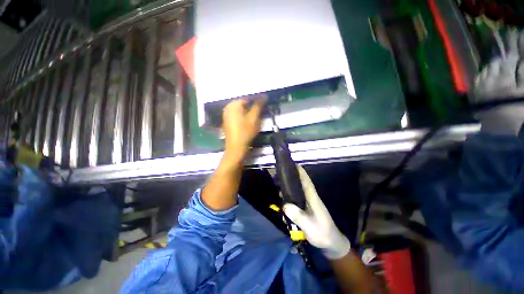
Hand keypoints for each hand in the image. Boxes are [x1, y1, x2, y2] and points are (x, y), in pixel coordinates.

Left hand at [222, 97, 264, 157]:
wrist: (236, 147)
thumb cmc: (246, 132)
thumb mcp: (254, 118)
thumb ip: (258, 106)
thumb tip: (264, 96)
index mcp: (234, 104)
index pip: (248, 98)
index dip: (257, 100)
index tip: (264, 105)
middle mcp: (228, 107)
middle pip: (243, 103)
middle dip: (252, 106)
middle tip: (260, 112)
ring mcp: (226, 114)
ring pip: (240, 109)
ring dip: (248, 111)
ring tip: (255, 117)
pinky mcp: (227, 120)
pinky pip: (236, 114)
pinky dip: (243, 115)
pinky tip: (248, 121)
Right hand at [283, 166, 350, 259]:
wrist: (331, 243)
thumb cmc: (322, 233)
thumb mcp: (310, 226)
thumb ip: (298, 216)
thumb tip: (285, 205)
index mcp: (313, 198)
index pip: (307, 182)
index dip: (301, 172)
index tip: (294, 164)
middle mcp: (311, 198)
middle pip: (302, 183)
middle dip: (294, 176)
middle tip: (283, 172)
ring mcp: (310, 203)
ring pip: (300, 189)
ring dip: (292, 183)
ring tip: (281, 180)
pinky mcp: (308, 208)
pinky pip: (298, 197)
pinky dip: (292, 192)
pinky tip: (286, 194)